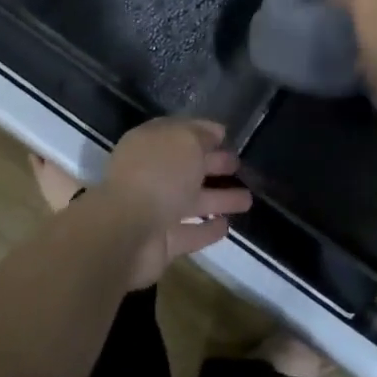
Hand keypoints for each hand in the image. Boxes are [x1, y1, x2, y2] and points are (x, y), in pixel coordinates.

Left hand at [98, 118, 251, 286]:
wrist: (128, 233)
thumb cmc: (158, 175)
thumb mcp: (184, 141)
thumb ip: (201, 135)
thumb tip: (215, 132)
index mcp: (149, 145)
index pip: (178, 133)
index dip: (202, 132)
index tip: (226, 135)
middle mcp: (150, 175)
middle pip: (186, 168)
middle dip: (213, 164)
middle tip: (239, 165)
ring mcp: (155, 211)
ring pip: (192, 201)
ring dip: (219, 199)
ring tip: (248, 199)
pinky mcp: (163, 243)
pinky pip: (190, 233)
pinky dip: (207, 230)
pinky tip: (228, 226)